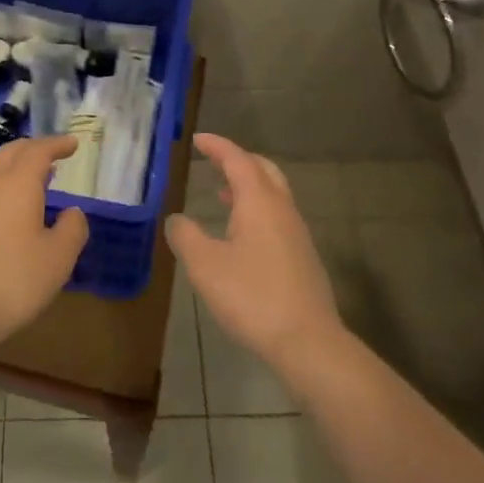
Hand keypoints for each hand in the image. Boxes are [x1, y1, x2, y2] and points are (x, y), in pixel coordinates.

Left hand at [0, 135, 88, 358]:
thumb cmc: (12, 281)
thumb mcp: (57, 259)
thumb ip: (72, 229)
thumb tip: (72, 212)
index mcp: (17, 185)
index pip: (38, 151)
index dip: (57, 144)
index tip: (72, 144)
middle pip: (10, 154)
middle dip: (32, 149)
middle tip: (51, 157)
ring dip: (14, 175)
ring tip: (33, 190)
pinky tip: (4, 224)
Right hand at [167, 134, 343, 377]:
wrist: (308, 342)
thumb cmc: (252, 297)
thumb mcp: (205, 266)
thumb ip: (186, 237)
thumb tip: (175, 219)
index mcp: (259, 201)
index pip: (237, 159)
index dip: (217, 146)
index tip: (198, 140)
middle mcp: (282, 209)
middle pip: (262, 170)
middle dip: (237, 160)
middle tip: (213, 160)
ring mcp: (297, 233)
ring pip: (273, 193)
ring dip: (248, 186)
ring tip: (222, 193)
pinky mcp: (303, 257)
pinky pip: (278, 216)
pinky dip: (257, 209)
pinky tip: (241, 235)